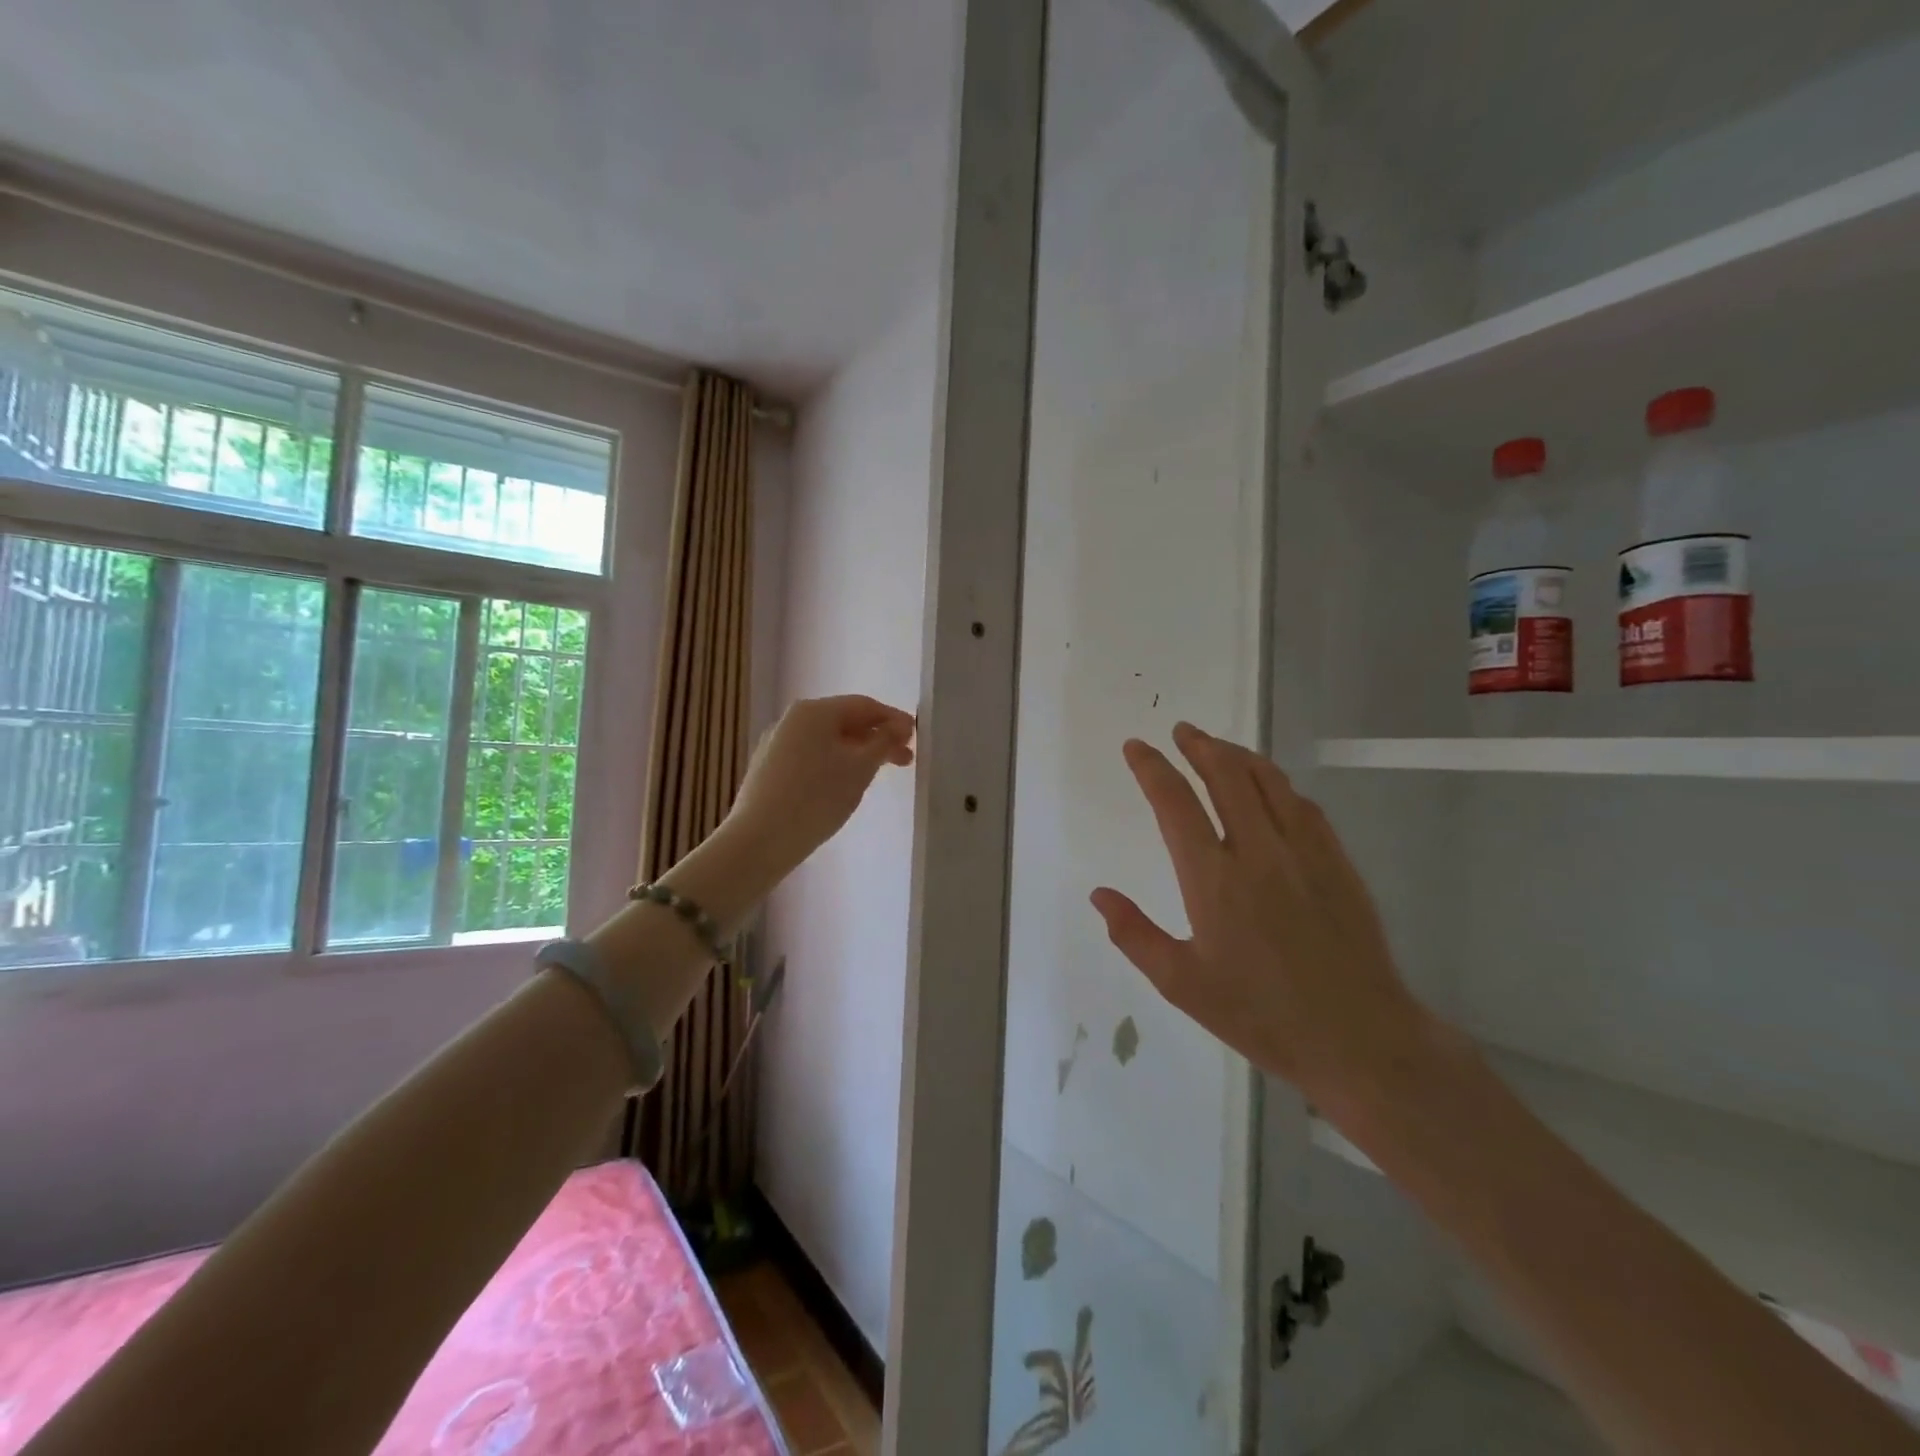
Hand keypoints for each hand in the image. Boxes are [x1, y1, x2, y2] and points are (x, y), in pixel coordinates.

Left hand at [723, 695, 915, 875]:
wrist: (759, 840)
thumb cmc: (817, 798)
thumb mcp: (860, 769)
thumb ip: (884, 742)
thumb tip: (899, 726)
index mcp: (814, 711)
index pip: (864, 706)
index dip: (893, 719)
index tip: (915, 737)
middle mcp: (793, 720)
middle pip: (845, 721)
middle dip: (877, 738)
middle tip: (904, 760)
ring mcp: (777, 744)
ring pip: (828, 741)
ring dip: (857, 753)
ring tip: (878, 775)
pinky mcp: (769, 768)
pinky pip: (811, 756)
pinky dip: (835, 764)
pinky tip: (844, 785)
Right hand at [1089, 721, 1429, 1109]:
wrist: (1359, 1038)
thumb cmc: (1260, 1015)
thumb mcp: (1182, 984)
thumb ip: (1135, 935)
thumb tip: (1098, 895)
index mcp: (1213, 879)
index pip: (1175, 803)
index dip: (1152, 768)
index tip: (1136, 747)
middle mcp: (1257, 852)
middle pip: (1226, 776)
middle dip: (1199, 746)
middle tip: (1181, 731)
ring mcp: (1304, 853)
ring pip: (1268, 782)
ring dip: (1238, 755)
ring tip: (1217, 746)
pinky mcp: (1337, 863)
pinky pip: (1303, 806)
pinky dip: (1278, 784)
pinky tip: (1271, 788)